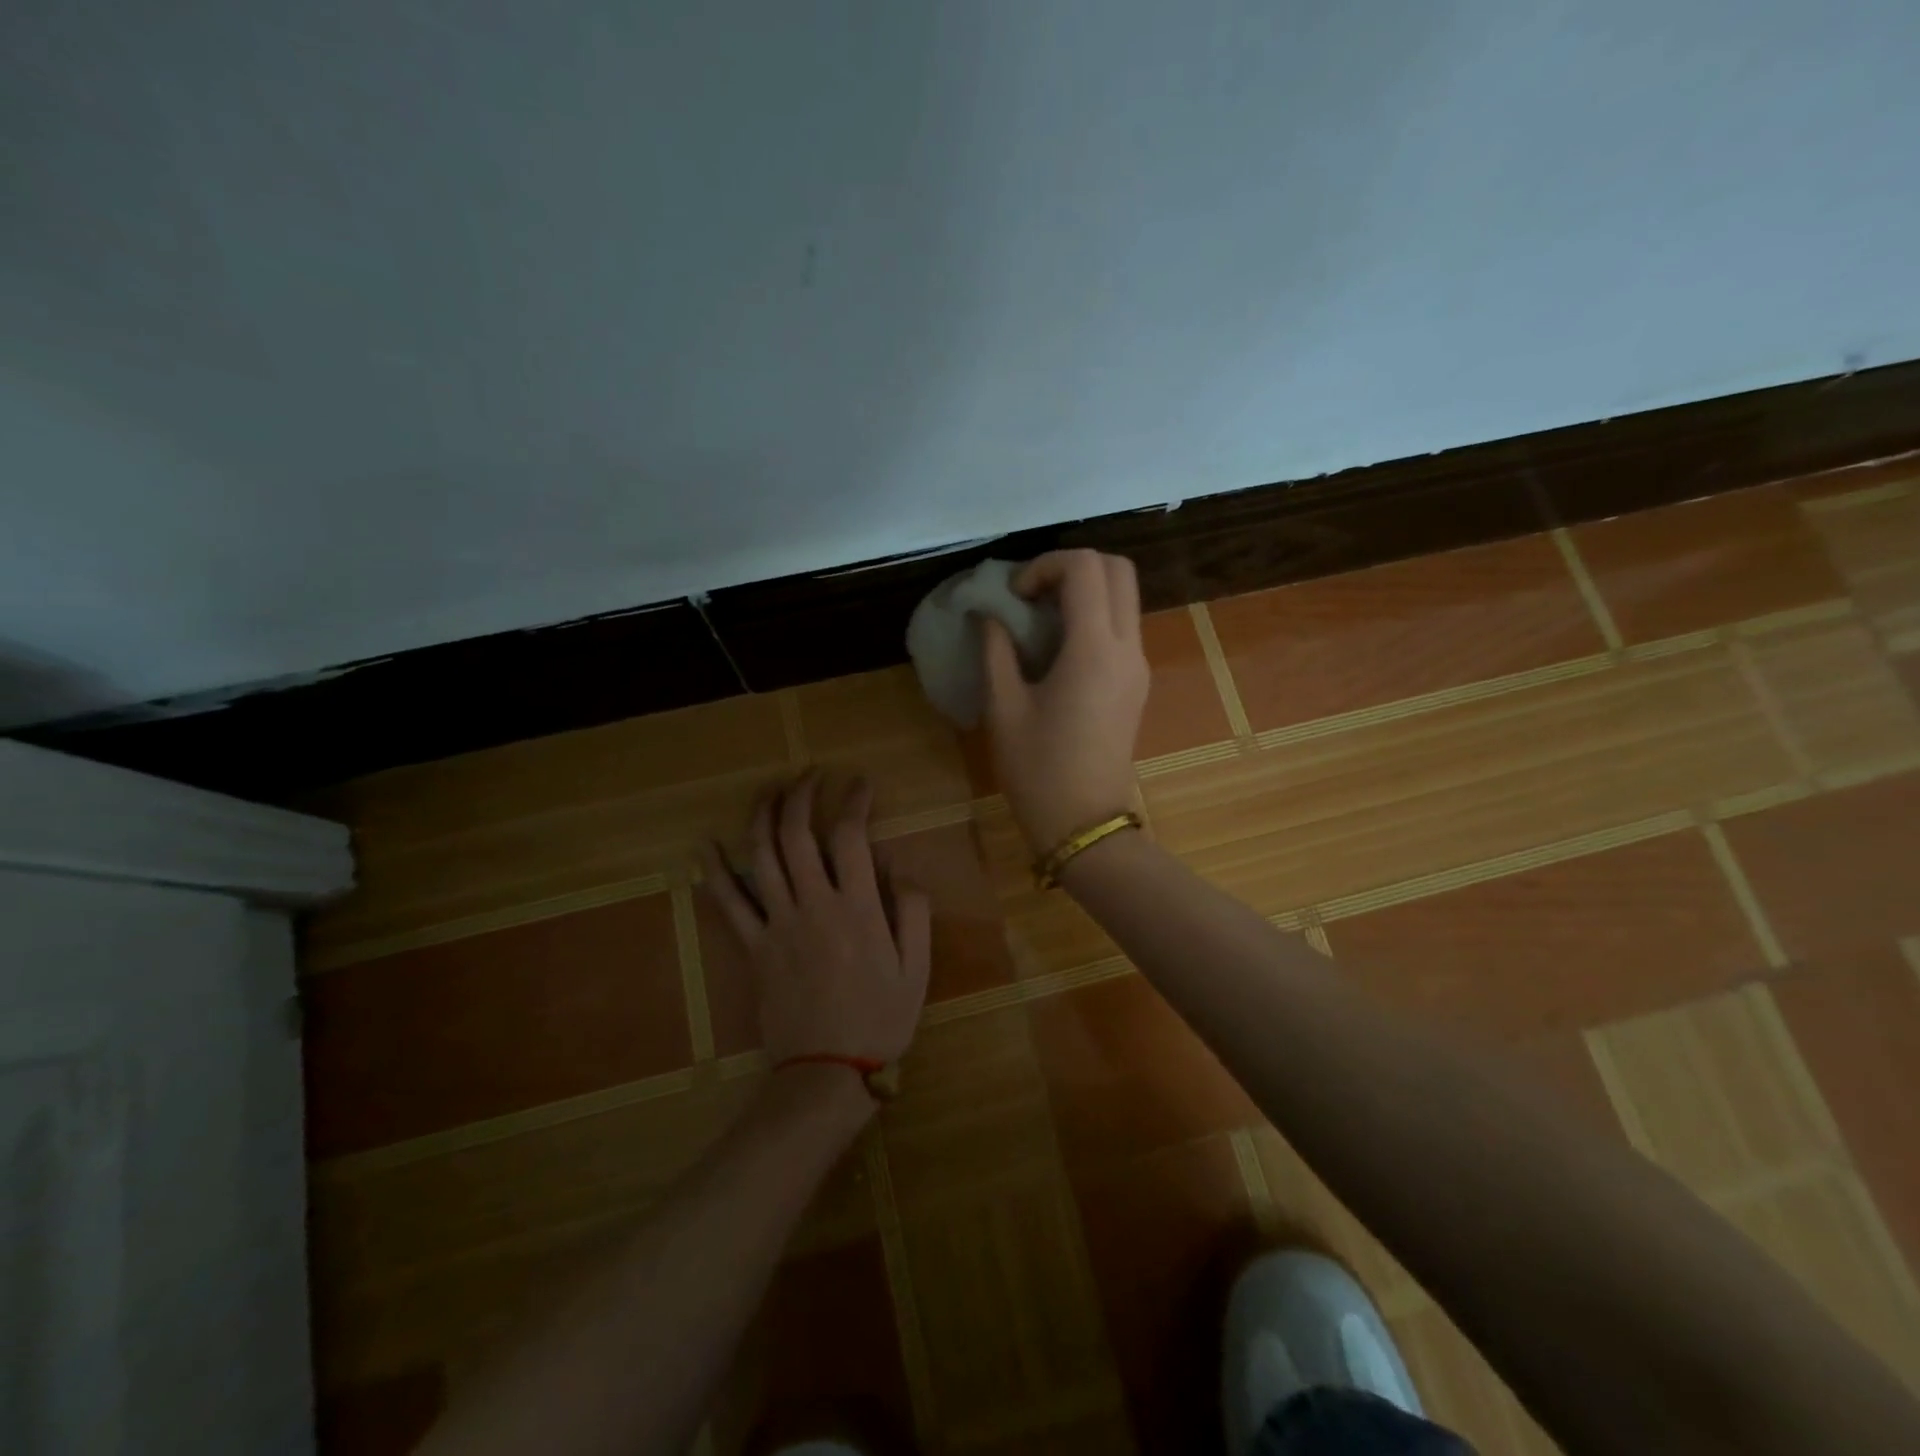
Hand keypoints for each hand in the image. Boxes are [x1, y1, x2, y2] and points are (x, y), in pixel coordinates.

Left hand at [701, 774, 931, 1071]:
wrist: (826, 1072)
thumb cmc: (880, 1020)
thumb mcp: (917, 968)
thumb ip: (912, 910)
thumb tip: (897, 864)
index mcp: (857, 909)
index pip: (851, 836)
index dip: (854, 801)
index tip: (860, 782)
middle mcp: (813, 906)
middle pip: (797, 835)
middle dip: (801, 795)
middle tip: (810, 775)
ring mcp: (777, 925)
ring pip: (761, 857)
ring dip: (762, 816)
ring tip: (769, 790)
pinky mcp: (752, 948)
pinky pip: (728, 904)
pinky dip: (715, 872)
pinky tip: (705, 845)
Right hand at [983, 549, 1149, 851]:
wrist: (1085, 823)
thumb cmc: (1038, 770)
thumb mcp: (1004, 708)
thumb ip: (996, 650)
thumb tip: (987, 614)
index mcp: (1094, 650)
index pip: (1085, 568)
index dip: (1045, 565)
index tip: (1014, 595)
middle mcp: (1127, 648)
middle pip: (1118, 569)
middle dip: (1072, 567)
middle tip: (1032, 594)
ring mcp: (1138, 665)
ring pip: (1125, 596)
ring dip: (1085, 590)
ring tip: (1040, 618)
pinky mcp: (1137, 682)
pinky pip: (1122, 626)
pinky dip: (1093, 615)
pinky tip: (1057, 647)